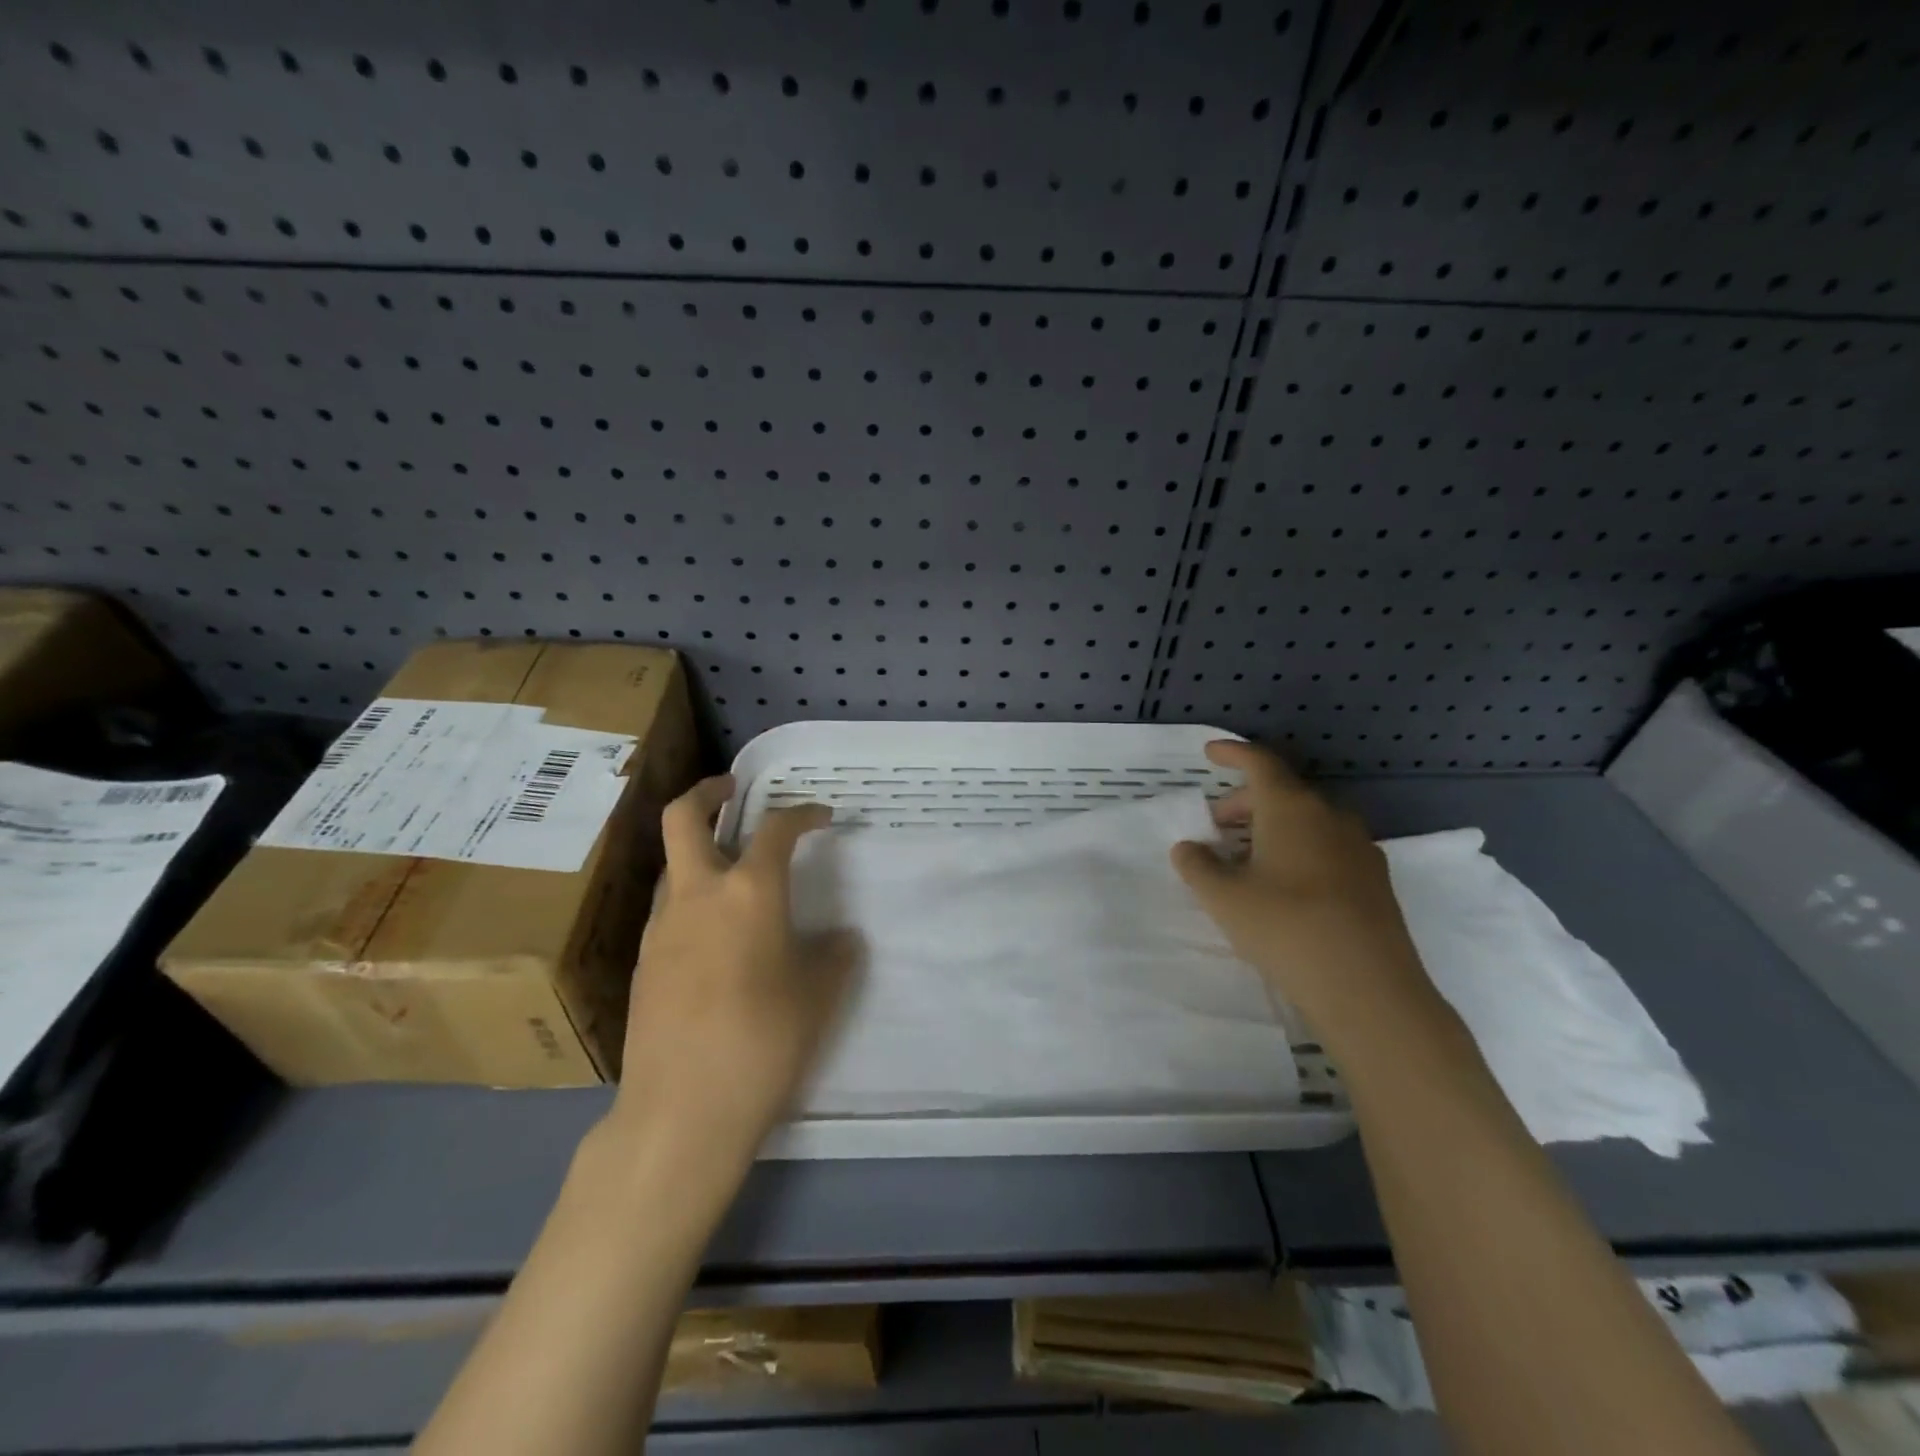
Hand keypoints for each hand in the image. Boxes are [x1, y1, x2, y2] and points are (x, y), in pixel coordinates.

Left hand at [608, 775, 859, 1174]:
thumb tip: (841, 939)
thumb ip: (834, 957)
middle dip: (709, 793)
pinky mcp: (642, 963)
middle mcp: (697, 896)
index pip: (776, 830)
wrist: (681, 1111)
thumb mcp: (818, 997)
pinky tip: (713, 935)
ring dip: (696, 850)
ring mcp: (660, 928)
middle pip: (684, 818)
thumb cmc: (763, 1042)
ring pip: (671, 865)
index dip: (802, 814)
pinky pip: (667, 909)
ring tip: (730, 872)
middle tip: (733, 791)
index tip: (822, 817)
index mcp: (748, 893)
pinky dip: (690, 898)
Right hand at [1171, 740, 1441, 1044]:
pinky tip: (1284, 884)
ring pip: (1307, 820)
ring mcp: (1359, 847)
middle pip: (1283, 792)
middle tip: (1217, 824)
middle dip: (1246, 801)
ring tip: (1246, 857)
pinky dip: (1298, 848)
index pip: (1260, 763)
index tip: (1210, 753)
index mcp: (1291, 808)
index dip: (1232, 753)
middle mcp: (1330, 816)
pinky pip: (1328, 845)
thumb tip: (1189, 848)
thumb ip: (1198, 866)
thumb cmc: (1285, 928)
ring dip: (1273, 827)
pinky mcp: (1374, 879)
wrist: (1369, 988)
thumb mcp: (1223, 898)